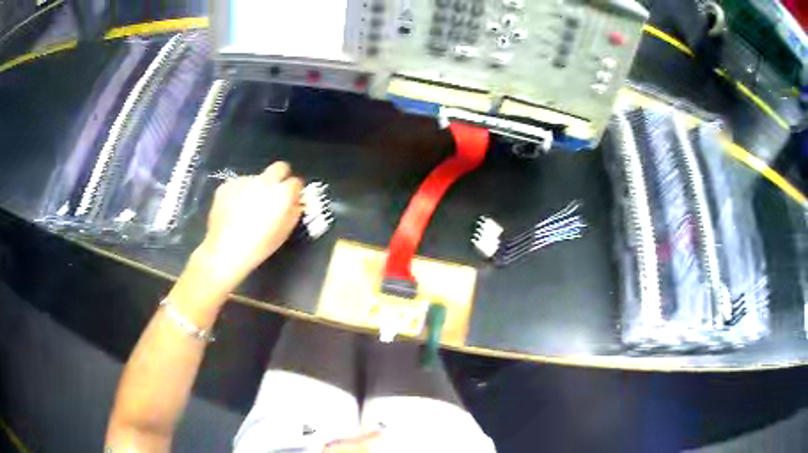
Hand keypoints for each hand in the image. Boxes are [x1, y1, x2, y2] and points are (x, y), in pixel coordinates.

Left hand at [193, 162, 302, 293]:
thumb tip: (295, 202)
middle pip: (279, 167)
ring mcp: (244, 180)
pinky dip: (240, 193)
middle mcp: (264, 181)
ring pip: (256, 178)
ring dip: (256, 188)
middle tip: (274, 194)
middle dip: (280, 177)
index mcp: (282, 193)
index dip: (294, 191)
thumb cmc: (259, 246)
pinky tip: (234, 210)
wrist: (226, 250)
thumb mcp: (284, 232)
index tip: (291, 198)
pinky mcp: (227, 184)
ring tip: (248, 208)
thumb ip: (293, 211)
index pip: (296, 181)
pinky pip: (239, 185)